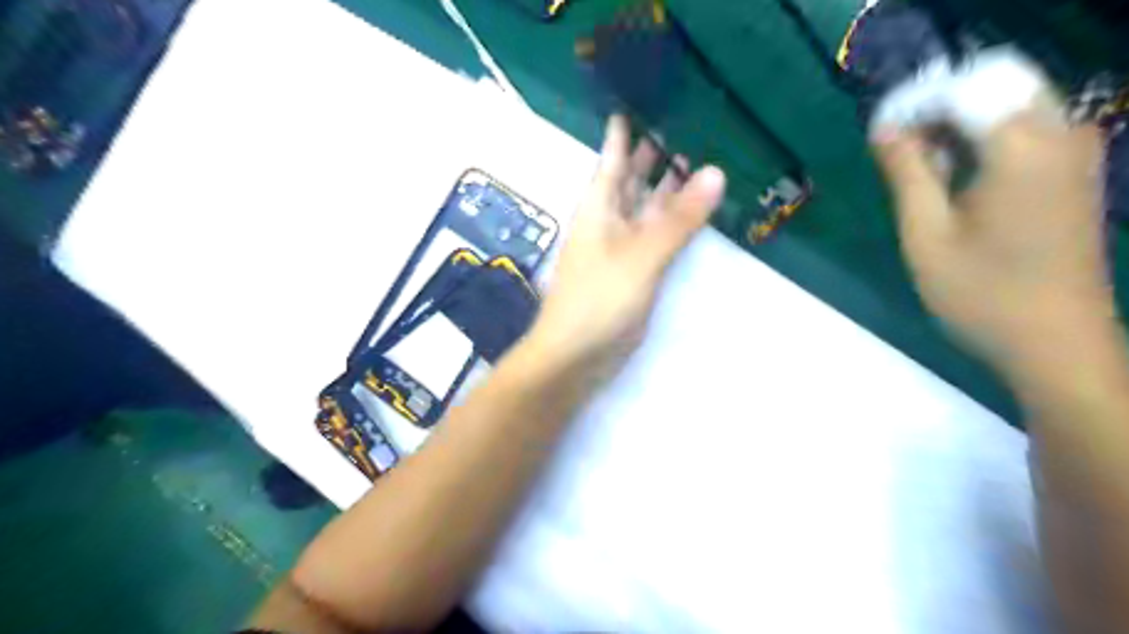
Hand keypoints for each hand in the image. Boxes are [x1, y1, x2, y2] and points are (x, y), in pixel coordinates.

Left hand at [528, 114, 722, 378]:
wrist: (575, 356)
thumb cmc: (599, 300)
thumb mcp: (641, 255)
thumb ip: (678, 218)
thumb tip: (716, 171)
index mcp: (600, 206)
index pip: (614, 156)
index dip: (626, 129)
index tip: (643, 98)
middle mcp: (608, 220)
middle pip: (632, 178)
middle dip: (655, 153)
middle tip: (688, 122)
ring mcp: (620, 247)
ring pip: (646, 207)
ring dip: (668, 187)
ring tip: (701, 158)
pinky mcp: (632, 272)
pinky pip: (655, 236)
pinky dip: (673, 222)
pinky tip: (694, 212)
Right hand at [872, 99, 1108, 370]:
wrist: (1055, 341)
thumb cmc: (981, 293)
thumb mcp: (926, 234)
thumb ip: (907, 172)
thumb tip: (885, 127)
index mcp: (1023, 147)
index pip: (964, 89)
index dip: (915, 103)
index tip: (877, 134)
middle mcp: (1060, 134)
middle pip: (993, 86)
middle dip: (938, 109)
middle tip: (896, 150)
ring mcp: (1076, 151)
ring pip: (1010, 104)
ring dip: (958, 124)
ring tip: (918, 168)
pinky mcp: (1076, 170)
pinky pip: (1027, 128)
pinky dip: (984, 139)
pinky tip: (955, 177)